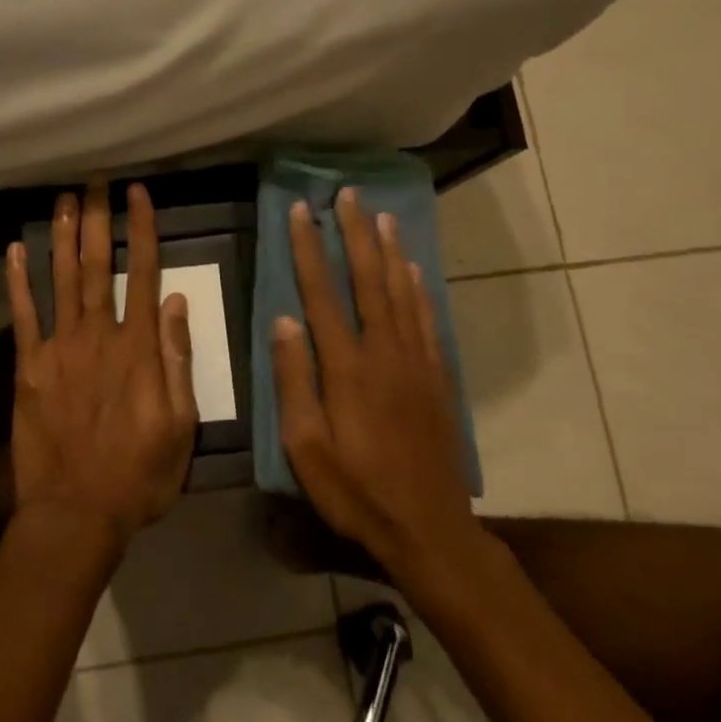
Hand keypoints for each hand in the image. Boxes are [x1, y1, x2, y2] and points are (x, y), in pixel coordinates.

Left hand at [3, 183, 199, 547]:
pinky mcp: (29, 368)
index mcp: (138, 348)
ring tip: (62, 200)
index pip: (142, 274)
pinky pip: (22, 316)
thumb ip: (177, 358)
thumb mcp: (181, 424)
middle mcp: (98, 336)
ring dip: (61, 237)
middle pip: (96, 266)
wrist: (76, 513)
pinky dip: (18, 281)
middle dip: (96, 220)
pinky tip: (15, 250)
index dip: (141, 230)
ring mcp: (59, 349)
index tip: (138, 194)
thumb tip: (176, 300)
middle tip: (93, 182)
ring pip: (60, 280)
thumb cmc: (139, 474)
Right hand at [273, 188, 489, 589]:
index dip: (310, 250)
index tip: (301, 212)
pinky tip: (413, 269)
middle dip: (356, 234)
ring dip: (389, 250)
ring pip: (402, 292)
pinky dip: (419, 288)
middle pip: (368, 280)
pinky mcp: (437, 377)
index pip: (322, 294)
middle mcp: (384, 353)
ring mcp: (416, 362)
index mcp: (346, 368)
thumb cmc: (356, 491)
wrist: (429, 527)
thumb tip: (283, 321)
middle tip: (348, 195)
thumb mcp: (306, 448)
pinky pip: (427, 319)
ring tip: (381, 215)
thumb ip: (294, 381)